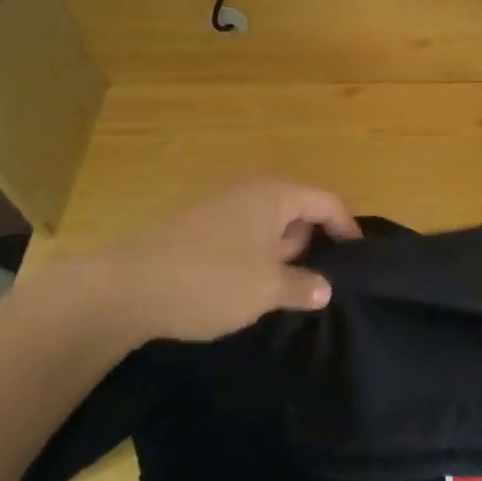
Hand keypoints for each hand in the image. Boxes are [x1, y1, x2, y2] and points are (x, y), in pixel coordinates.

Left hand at [44, 180, 360, 350]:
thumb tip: (325, 288)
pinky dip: (251, 255)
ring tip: (276, 290)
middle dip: (309, 243)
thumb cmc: (210, 280)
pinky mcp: (194, 224)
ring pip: (266, 224)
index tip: (357, 260)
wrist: (124, 287)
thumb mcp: (267, 289)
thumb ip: (303, 286)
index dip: (347, 229)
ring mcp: (218, 204)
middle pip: (297, 209)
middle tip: (311, 281)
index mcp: (274, 195)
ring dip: (278, 253)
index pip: (327, 202)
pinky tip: (240, 288)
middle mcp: (249, 190)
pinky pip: (240, 233)